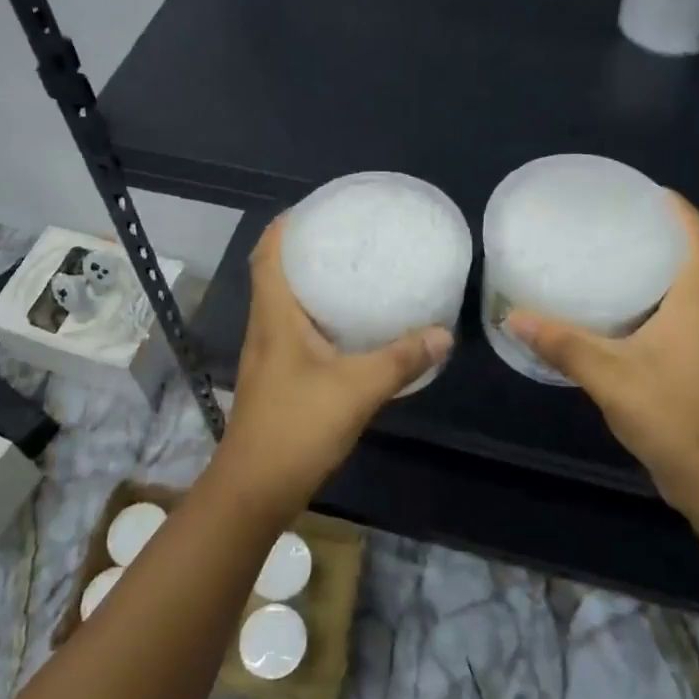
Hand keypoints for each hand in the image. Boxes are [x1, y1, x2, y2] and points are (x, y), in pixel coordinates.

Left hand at [217, 213, 451, 514]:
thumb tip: (443, 333)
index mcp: (275, 317)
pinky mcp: (278, 381)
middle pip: (276, 275)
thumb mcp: (357, 389)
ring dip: (313, 286)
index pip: (267, 255)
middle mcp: (266, 330)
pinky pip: (297, 334)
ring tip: (353, 273)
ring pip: (287, 306)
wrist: (255, 490)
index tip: (317, 208)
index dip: (285, 226)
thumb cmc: (296, 427)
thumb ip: (401, 360)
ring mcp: (269, 357)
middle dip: (306, 251)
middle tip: (348, 237)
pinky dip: (320, 320)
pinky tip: (351, 330)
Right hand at [505, 192, 698, 517]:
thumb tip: (514, 316)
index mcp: (694, 304)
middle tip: (610, 224)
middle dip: (655, 236)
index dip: (679, 210)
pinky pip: (669, 318)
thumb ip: (562, 344)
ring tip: (603, 260)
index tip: (647, 192)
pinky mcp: (691, 365)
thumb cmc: (672, 414)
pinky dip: (643, 304)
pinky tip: (608, 315)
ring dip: (648, 270)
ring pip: (678, 291)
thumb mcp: (609, 375)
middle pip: (688, 260)